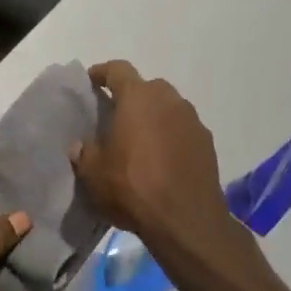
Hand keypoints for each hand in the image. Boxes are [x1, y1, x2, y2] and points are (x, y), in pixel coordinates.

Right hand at [71, 61, 235, 251]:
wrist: (185, 221)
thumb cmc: (132, 187)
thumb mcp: (93, 173)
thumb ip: (85, 153)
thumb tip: (82, 146)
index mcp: (138, 98)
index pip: (118, 70)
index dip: (102, 73)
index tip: (91, 81)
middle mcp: (169, 100)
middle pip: (147, 87)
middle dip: (131, 97)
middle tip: (116, 117)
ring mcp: (193, 121)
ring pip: (168, 108)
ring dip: (154, 117)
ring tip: (139, 141)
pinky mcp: (208, 144)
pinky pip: (183, 130)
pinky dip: (171, 136)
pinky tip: (161, 160)